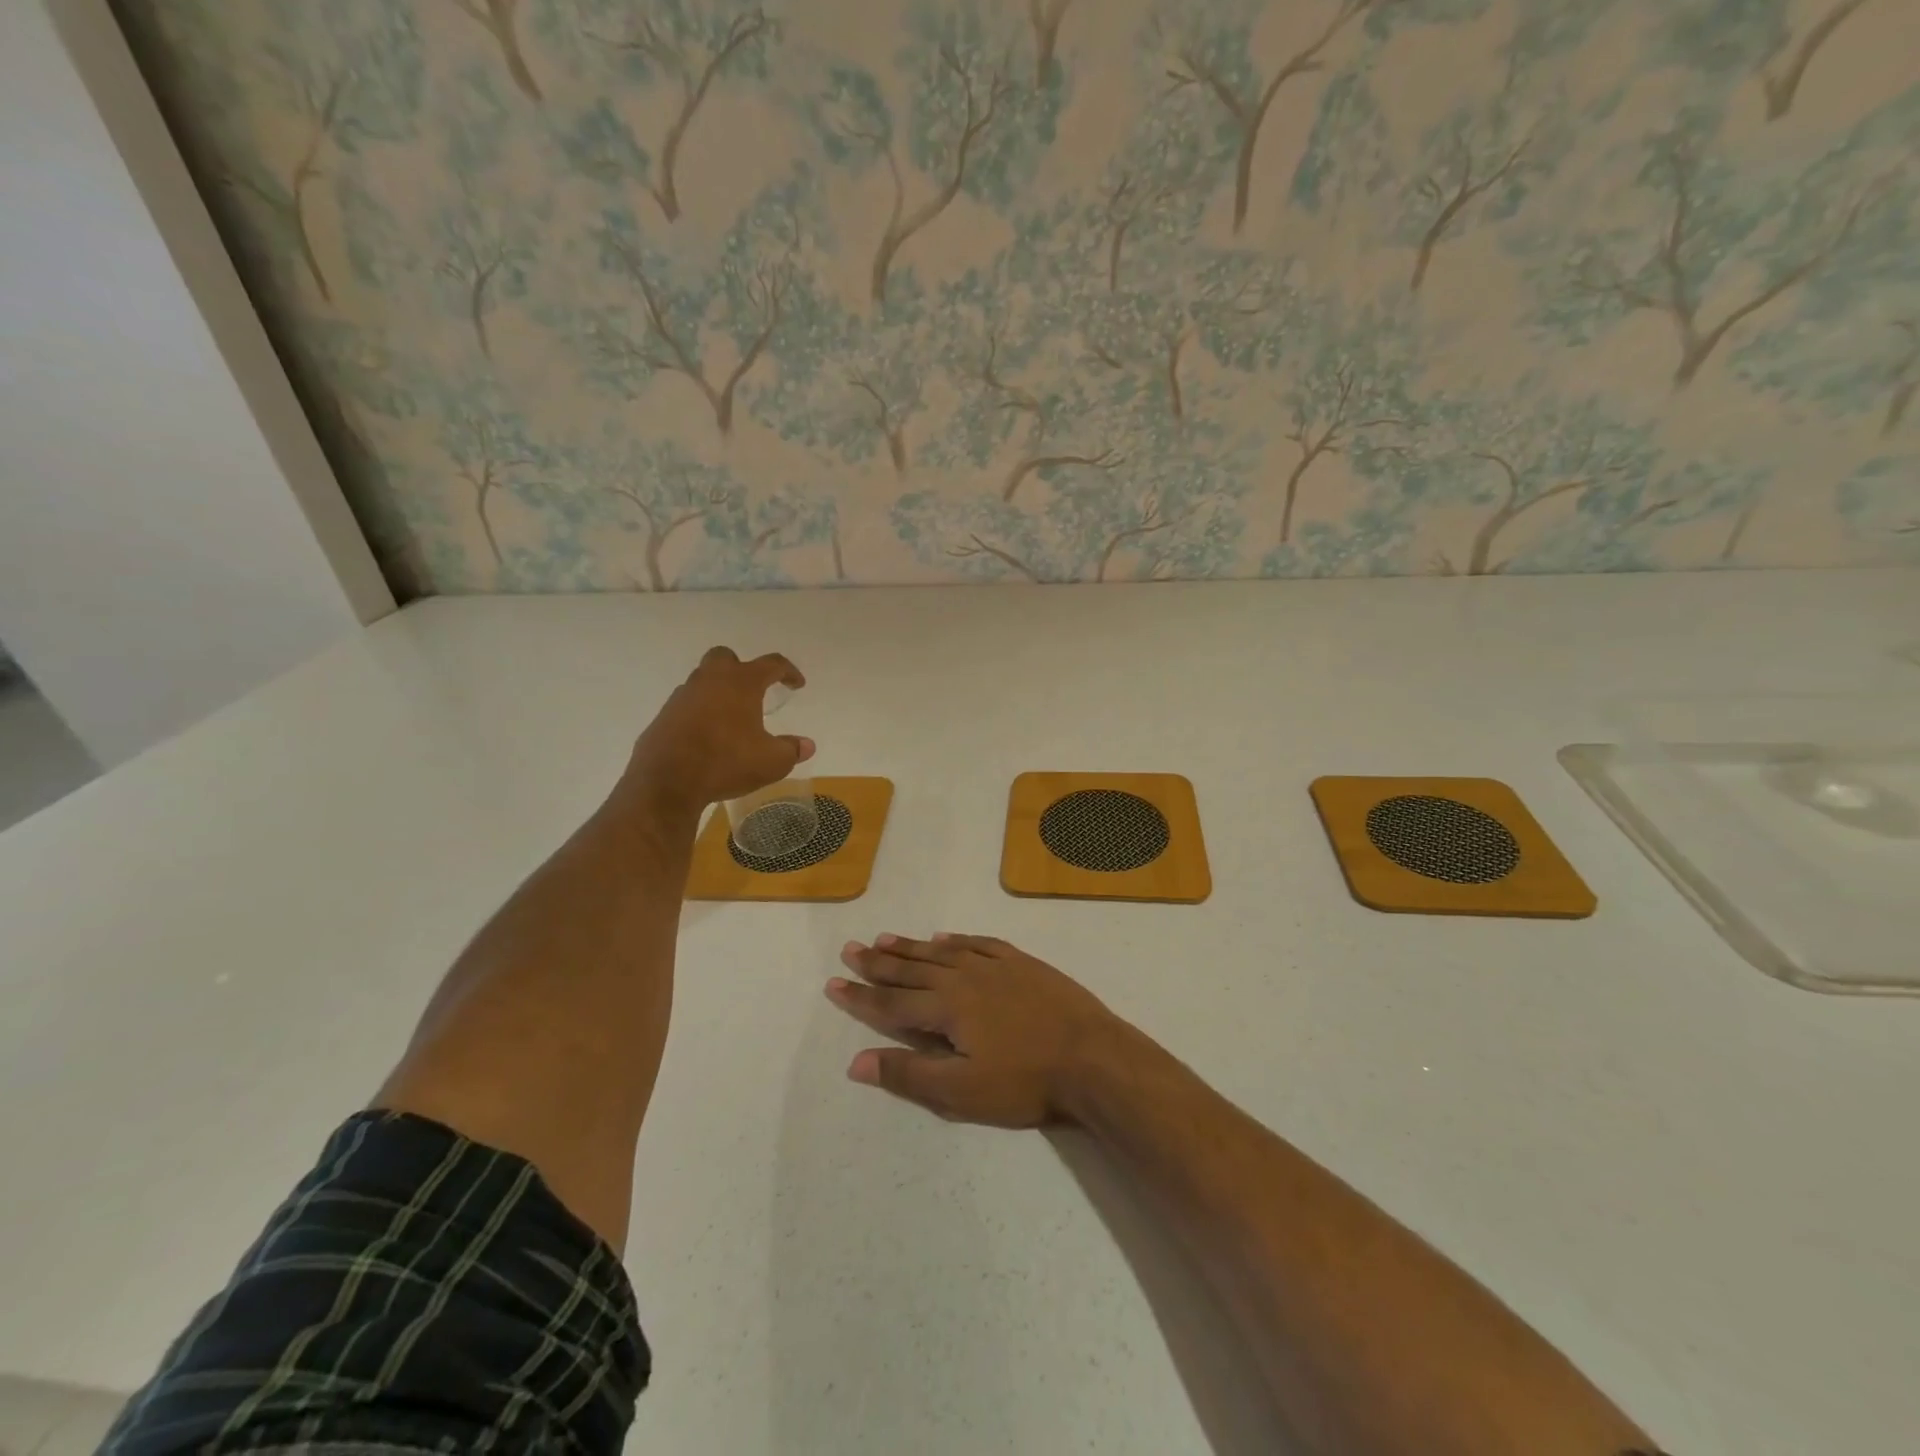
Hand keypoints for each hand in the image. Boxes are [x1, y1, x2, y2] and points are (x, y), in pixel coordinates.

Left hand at [626, 647, 813, 813]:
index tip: (797, 684)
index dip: (788, 672)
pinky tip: (707, 737)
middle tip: (753, 690)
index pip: (772, 664)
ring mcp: (682, 697)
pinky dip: (699, 714)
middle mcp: (710, 680)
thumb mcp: (772, 762)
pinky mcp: (663, 717)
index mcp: (741, 683)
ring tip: (731, 719)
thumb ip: (792, 750)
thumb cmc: (726, 762)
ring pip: (702, 681)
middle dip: (742, 668)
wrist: (666, 782)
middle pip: (725, 658)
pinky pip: (687, 706)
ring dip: (718, 692)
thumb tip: (806, 745)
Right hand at [826, 934, 1123, 1127]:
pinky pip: (979, 943)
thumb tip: (857, 1062)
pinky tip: (945, 937)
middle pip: (911, 969)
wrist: (1092, 1057)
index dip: (861, 995)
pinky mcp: (1021, 962)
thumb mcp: (962, 1093)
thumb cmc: (1025, 1082)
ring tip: (884, 938)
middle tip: (851, 949)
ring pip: (941, 952)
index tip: (834, 983)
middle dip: (878, 962)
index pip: (892, 1002)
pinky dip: (956, 940)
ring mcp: (995, 966)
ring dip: (911, 946)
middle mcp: (964, 978)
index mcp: (946, 1009)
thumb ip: (909, 1074)